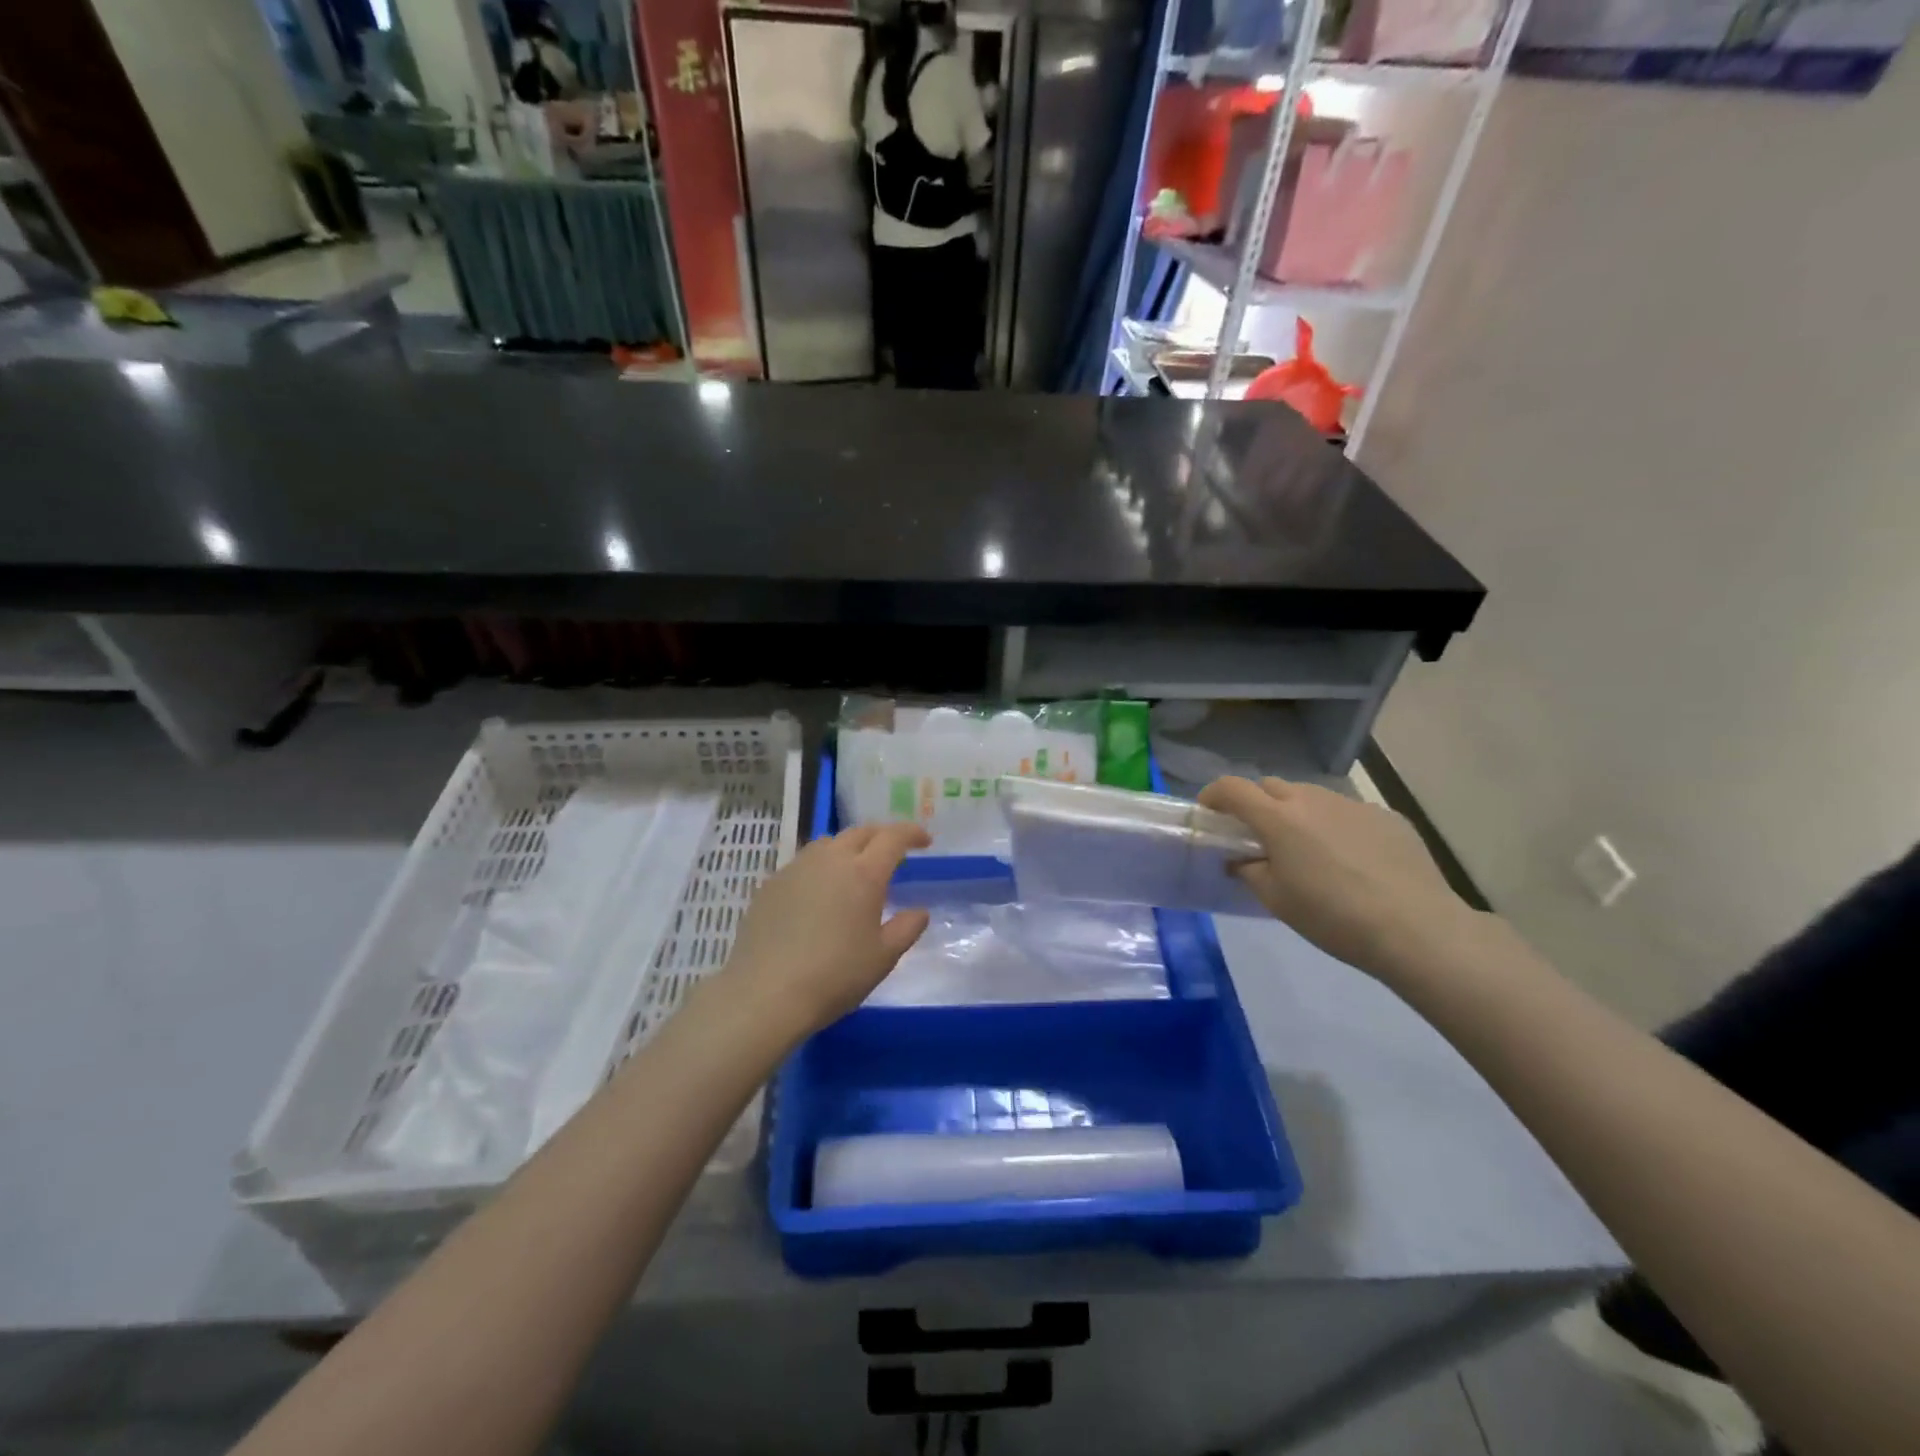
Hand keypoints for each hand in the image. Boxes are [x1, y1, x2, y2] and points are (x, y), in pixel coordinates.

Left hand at [722, 824, 931, 1033]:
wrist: (765, 994)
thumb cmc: (834, 976)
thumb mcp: (882, 958)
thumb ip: (906, 929)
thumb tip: (919, 912)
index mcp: (864, 873)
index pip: (893, 837)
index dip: (912, 833)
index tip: (925, 841)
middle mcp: (830, 860)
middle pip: (860, 833)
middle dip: (881, 837)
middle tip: (893, 853)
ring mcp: (796, 868)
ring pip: (828, 843)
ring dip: (849, 847)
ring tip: (855, 869)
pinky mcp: (771, 884)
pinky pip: (803, 863)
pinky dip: (821, 867)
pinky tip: (819, 893)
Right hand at [1198, 776, 1479, 979]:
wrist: (1416, 928)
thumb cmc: (1332, 917)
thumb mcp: (1277, 900)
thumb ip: (1250, 871)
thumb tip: (1242, 859)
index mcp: (1278, 819)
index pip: (1232, 788)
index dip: (1214, 794)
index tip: (1209, 811)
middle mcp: (1312, 800)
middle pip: (1272, 786)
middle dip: (1257, 803)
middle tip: (1259, 836)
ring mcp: (1353, 805)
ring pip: (1311, 796)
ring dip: (1298, 813)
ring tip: (1308, 849)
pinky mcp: (1387, 817)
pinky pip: (1348, 813)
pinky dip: (1336, 826)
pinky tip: (1352, 860)